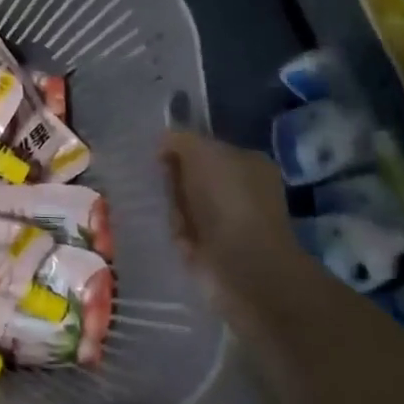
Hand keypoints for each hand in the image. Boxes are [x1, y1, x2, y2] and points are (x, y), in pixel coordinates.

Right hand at [160, 129, 299, 290]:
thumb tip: (163, 139)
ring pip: (184, 203)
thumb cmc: (228, 200)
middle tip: (155, 183)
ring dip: (170, 206)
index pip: (205, 148)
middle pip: (192, 176)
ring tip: (161, 210)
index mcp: (248, 163)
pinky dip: (173, 230)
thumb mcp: (203, 153)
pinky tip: (170, 231)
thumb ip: (181, 140)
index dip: (179, 150)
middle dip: (171, 179)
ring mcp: (229, 221)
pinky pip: (182, 230)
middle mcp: (242, 190)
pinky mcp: (214, 248)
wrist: (242, 264)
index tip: (156, 156)